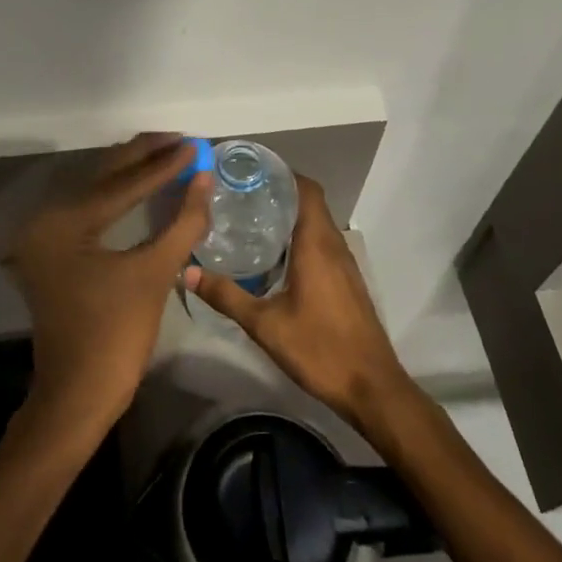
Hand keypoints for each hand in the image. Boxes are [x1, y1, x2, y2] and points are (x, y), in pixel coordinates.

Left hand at [4, 133, 210, 436]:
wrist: (78, 395)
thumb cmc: (116, 336)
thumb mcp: (154, 273)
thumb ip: (181, 221)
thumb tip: (204, 179)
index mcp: (64, 222)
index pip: (122, 183)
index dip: (164, 164)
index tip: (196, 144)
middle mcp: (46, 219)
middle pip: (103, 177)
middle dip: (145, 158)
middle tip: (182, 141)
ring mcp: (44, 235)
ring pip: (96, 190)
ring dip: (133, 173)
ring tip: (170, 155)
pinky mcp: (52, 249)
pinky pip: (90, 210)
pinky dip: (118, 196)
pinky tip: (145, 186)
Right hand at [183, 175, 412, 429]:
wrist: (372, 388)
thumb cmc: (320, 349)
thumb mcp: (265, 325)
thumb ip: (227, 296)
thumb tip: (189, 272)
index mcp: (317, 244)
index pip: (306, 189)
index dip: (282, 174)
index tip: (250, 172)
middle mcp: (334, 245)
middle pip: (310, 202)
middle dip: (278, 193)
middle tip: (240, 194)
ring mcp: (344, 264)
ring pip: (317, 224)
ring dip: (290, 216)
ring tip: (251, 220)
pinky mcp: (346, 282)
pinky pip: (322, 244)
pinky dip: (300, 238)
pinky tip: (275, 257)